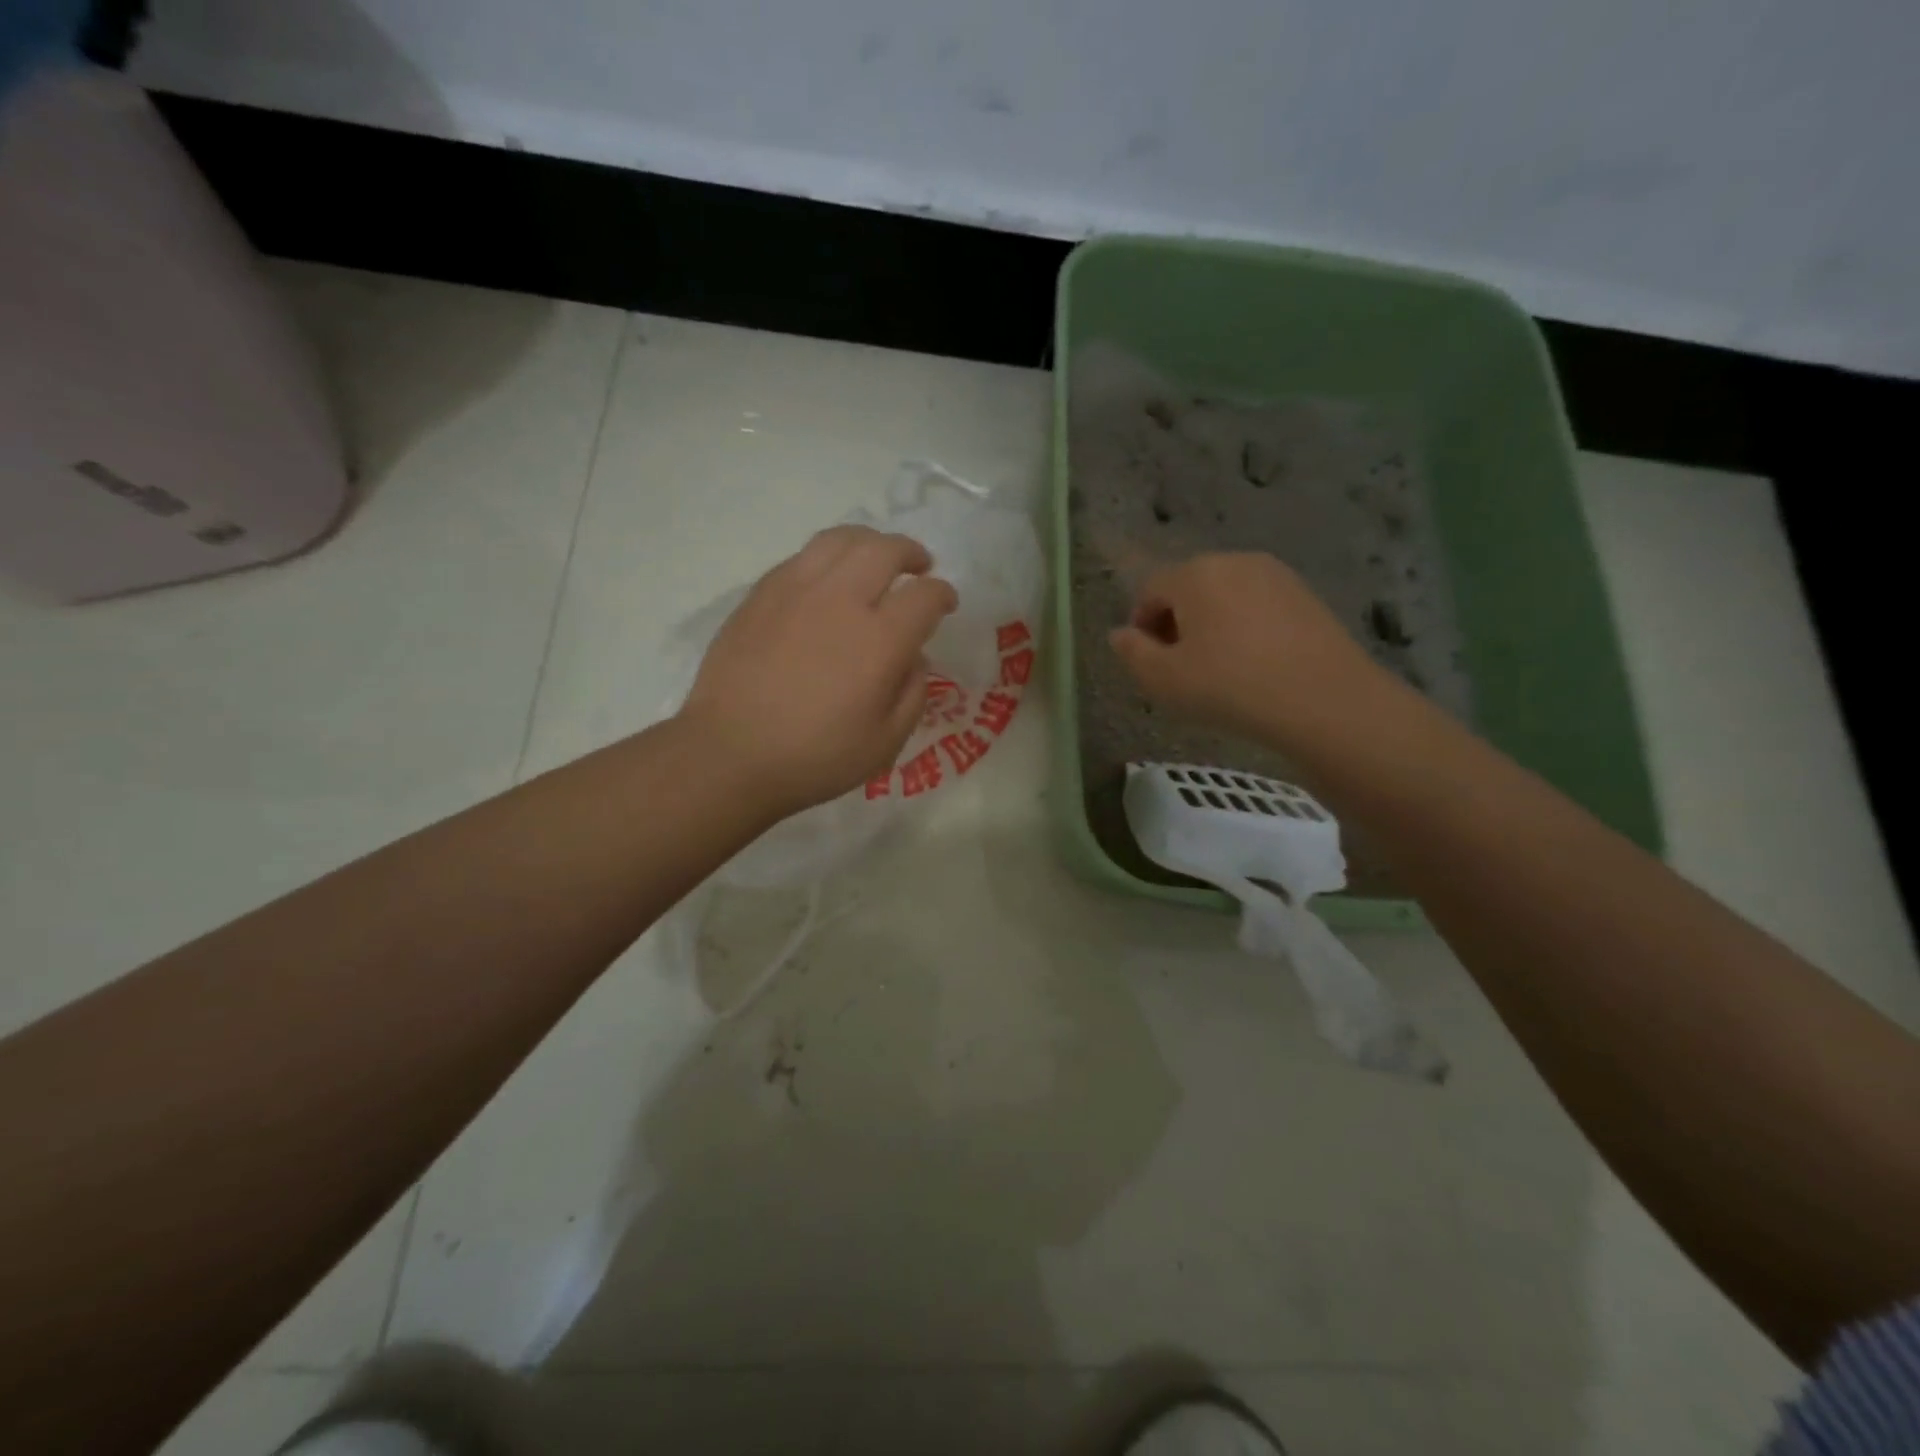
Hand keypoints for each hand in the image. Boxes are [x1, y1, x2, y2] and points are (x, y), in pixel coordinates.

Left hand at [681, 525, 957, 812]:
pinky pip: (803, 556)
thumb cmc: (814, 758)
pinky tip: (828, 579)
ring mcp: (795, 591)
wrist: (730, 755)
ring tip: (875, 558)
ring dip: (869, 542)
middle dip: (911, 552)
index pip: (924, 595)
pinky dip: (828, 558)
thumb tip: (915, 657)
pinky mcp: (761, 594)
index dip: (943, 594)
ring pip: (840, 539)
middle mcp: (840, 601)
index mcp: (879, 640)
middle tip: (919, 566)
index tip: (945, 603)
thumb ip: (912, 694)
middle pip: (885, 550)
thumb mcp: (885, 743)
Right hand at [1108, 553, 1384, 744]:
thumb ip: (1132, 653)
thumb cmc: (1229, 687)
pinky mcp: (1306, 595)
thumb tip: (1119, 634)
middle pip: (1189, 587)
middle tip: (1179, 666)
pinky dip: (1245, 627)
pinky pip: (1258, 606)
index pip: (1151, 590)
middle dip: (1176, 622)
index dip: (1141, 625)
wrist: (1323, 700)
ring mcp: (1276, 575)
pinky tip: (1253, 664)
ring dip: (1211, 624)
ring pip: (1225, 595)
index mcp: (1194, 574)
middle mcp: (1234, 561)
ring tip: (1217, 668)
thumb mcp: (1163, 680)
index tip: (1148, 662)